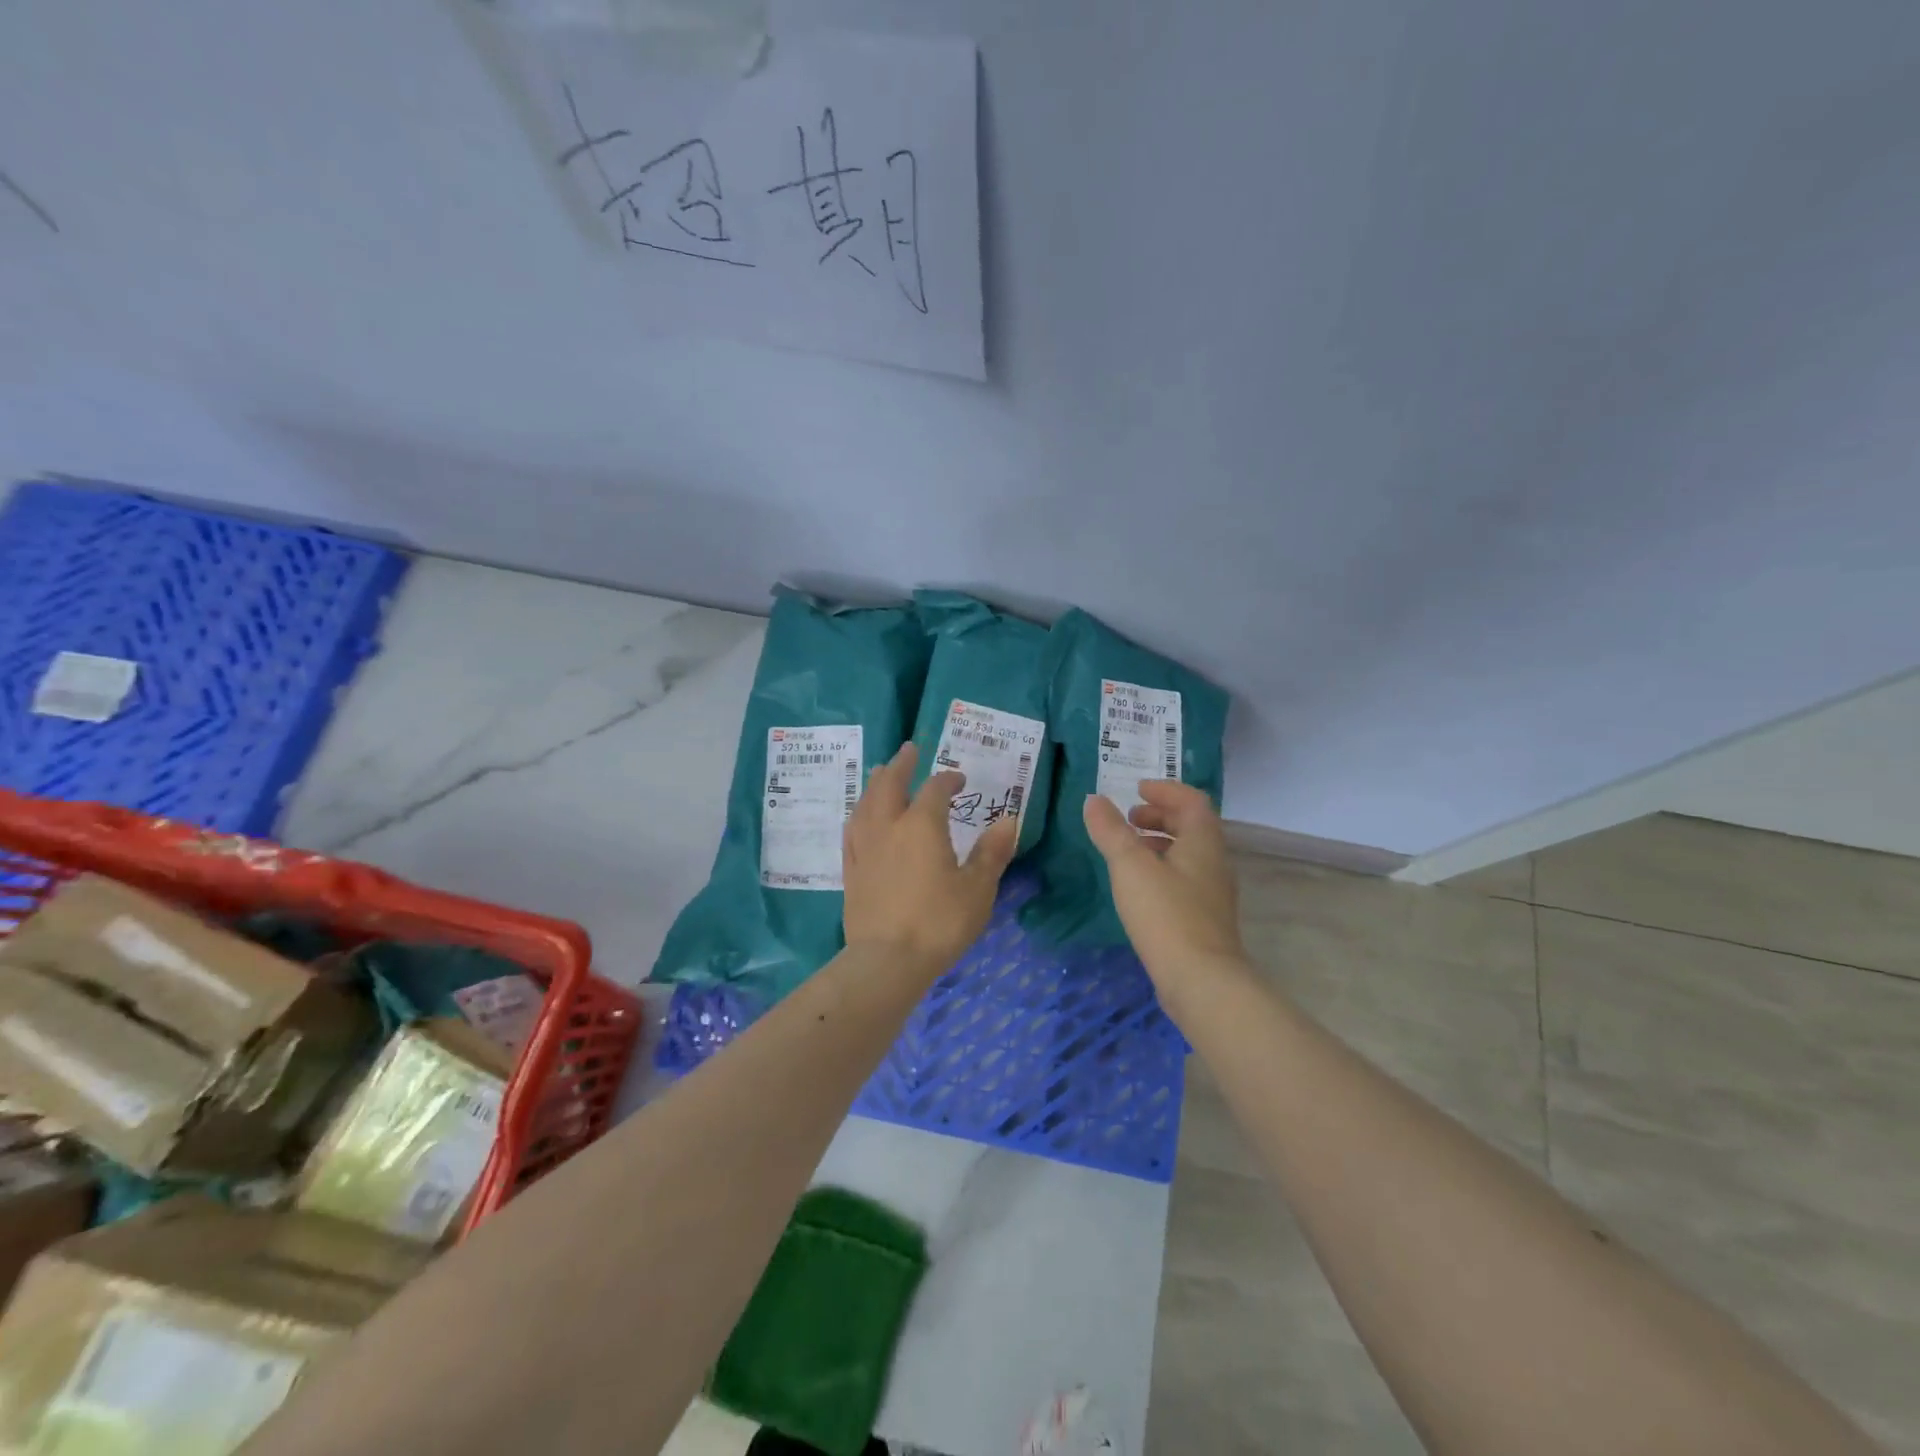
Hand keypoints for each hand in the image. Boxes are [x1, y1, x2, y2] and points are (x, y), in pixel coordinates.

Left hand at [843, 743, 1019, 977]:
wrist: (887, 960)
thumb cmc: (939, 922)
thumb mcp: (977, 889)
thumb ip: (991, 852)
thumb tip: (1008, 820)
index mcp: (922, 825)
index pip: (935, 789)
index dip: (948, 779)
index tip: (960, 779)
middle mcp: (889, 826)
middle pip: (891, 784)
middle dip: (902, 765)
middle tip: (909, 750)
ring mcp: (865, 847)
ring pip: (866, 802)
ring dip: (877, 782)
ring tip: (882, 773)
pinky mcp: (851, 868)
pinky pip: (853, 828)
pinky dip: (860, 812)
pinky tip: (861, 816)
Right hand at [1083, 780, 1246, 994]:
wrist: (1201, 981)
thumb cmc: (1166, 914)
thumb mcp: (1130, 866)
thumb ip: (1111, 831)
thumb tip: (1094, 800)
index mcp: (1203, 842)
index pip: (1192, 801)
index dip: (1165, 790)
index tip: (1137, 789)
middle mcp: (1214, 862)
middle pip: (1192, 826)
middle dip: (1160, 816)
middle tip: (1128, 819)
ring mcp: (1213, 893)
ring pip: (1188, 854)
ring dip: (1160, 843)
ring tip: (1128, 850)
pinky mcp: (1205, 920)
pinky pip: (1185, 879)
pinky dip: (1162, 869)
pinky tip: (1139, 888)